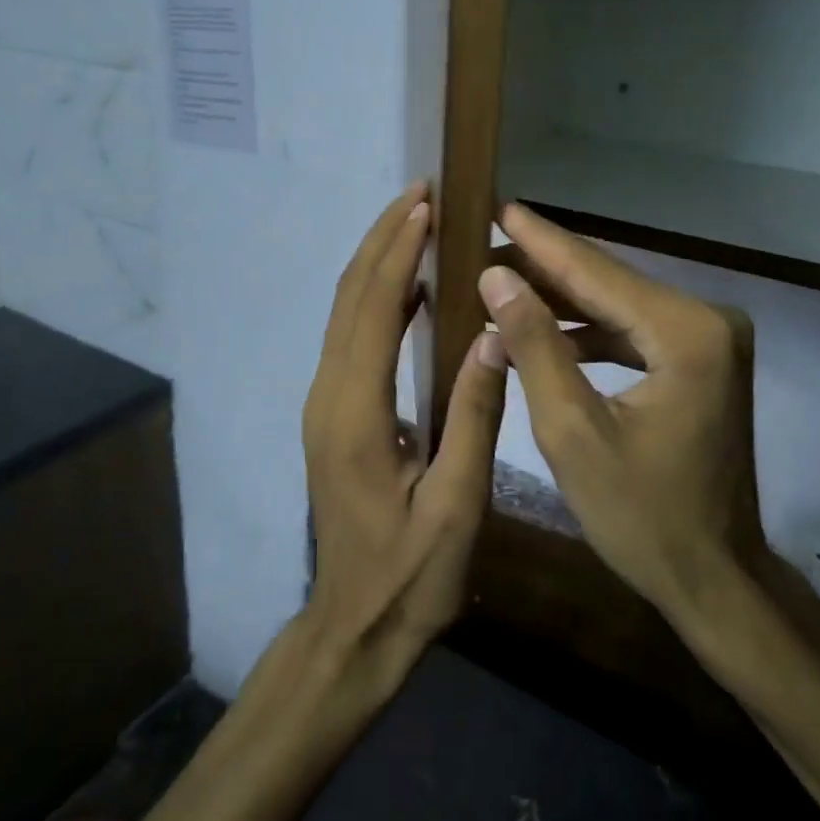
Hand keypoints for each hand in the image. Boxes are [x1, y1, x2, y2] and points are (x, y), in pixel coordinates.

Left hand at [301, 183, 507, 685]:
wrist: (354, 626)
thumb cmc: (411, 575)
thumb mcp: (455, 504)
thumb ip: (473, 415)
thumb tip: (494, 333)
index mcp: (355, 412)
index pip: (372, 310)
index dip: (398, 253)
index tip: (424, 205)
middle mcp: (329, 395)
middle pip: (348, 298)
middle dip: (381, 240)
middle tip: (418, 194)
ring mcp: (325, 404)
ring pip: (344, 314)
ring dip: (376, 263)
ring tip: (415, 224)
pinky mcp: (333, 415)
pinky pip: (351, 338)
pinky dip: (376, 298)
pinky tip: (410, 290)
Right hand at [478, 203, 771, 629]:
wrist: (714, 577)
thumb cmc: (642, 517)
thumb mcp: (572, 432)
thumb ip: (534, 346)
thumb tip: (496, 277)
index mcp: (685, 333)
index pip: (596, 273)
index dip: (540, 241)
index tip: (497, 207)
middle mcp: (707, 320)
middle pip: (609, 282)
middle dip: (545, 266)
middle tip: (485, 242)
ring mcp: (709, 339)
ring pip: (618, 305)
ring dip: (561, 299)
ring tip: (499, 282)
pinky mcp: (700, 359)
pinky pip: (632, 330)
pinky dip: (587, 330)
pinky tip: (542, 328)